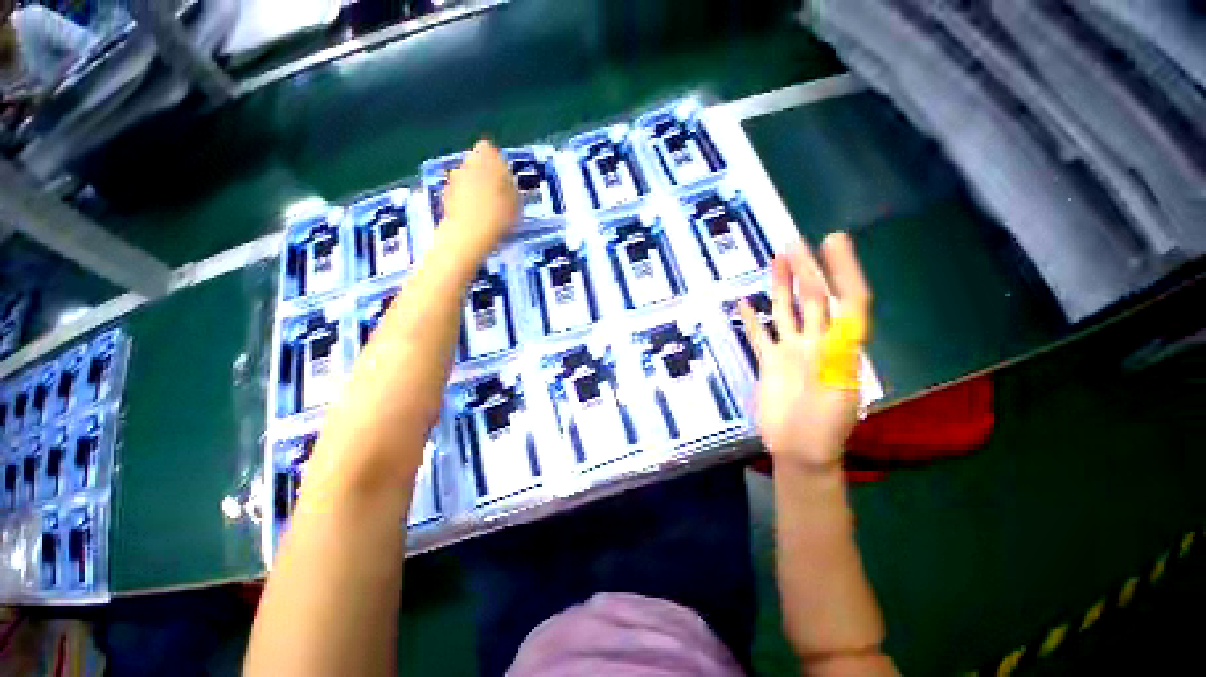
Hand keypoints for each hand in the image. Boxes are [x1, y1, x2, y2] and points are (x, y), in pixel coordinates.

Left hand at [440, 139, 519, 258]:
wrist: (469, 234)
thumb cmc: (499, 215)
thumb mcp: (517, 201)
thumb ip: (512, 186)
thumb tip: (508, 182)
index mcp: (487, 158)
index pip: (489, 149)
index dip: (496, 162)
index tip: (504, 177)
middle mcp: (467, 162)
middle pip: (475, 162)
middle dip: (484, 173)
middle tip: (497, 192)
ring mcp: (454, 178)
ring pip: (466, 176)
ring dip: (474, 187)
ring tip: (486, 207)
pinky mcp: (445, 194)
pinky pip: (459, 192)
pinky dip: (465, 199)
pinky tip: (475, 216)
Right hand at [738, 232, 871, 469]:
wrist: (800, 449)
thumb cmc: (824, 426)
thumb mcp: (839, 389)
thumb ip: (838, 353)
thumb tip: (842, 321)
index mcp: (840, 345)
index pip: (848, 299)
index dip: (844, 269)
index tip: (832, 241)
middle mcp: (817, 341)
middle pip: (813, 299)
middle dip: (807, 269)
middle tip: (794, 242)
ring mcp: (791, 350)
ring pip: (787, 311)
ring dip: (782, 286)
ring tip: (775, 260)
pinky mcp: (770, 362)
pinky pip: (760, 335)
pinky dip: (752, 320)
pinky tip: (743, 303)